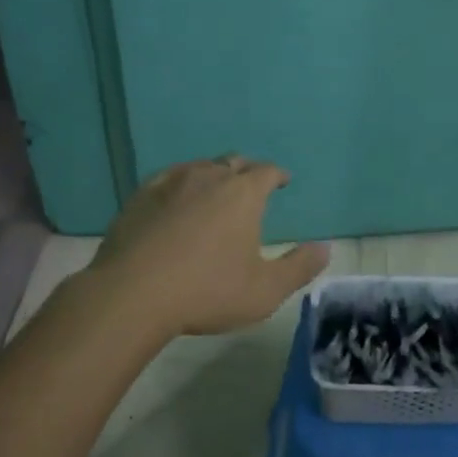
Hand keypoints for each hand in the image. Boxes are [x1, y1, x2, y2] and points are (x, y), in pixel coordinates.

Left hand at [85, 155, 328, 338]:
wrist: (132, 294)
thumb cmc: (206, 291)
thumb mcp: (265, 290)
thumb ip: (299, 267)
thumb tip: (325, 247)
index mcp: (243, 194)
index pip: (267, 171)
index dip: (277, 175)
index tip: (282, 181)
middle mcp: (210, 177)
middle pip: (233, 162)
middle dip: (246, 171)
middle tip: (251, 185)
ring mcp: (171, 183)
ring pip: (200, 167)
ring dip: (213, 174)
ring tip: (215, 190)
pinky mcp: (140, 196)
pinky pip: (168, 178)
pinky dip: (180, 183)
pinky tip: (176, 197)